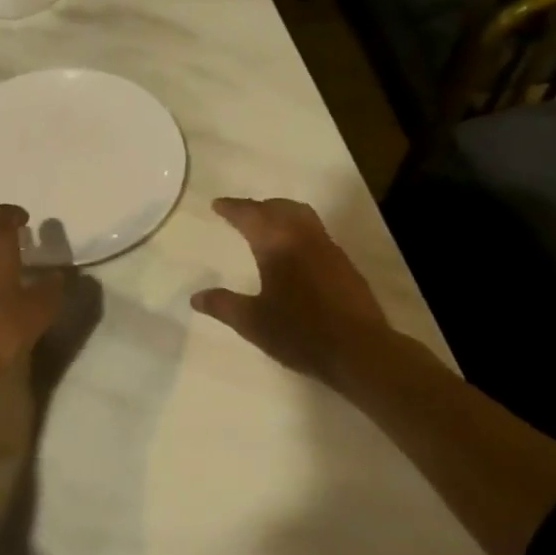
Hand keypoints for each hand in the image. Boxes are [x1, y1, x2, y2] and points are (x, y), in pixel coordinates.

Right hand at [192, 197, 391, 385]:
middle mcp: (303, 237)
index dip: (232, 208)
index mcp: (277, 244)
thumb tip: (196, 297)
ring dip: (281, 213)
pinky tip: (295, 252)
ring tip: (268, 226)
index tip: (218, 204)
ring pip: (302, 216)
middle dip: (258, 206)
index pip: (250, 215)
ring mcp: (328, 248)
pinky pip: (316, 232)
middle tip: (241, 213)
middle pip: (279, 208)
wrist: (359, 349)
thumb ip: (223, 305)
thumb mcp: (253, 323)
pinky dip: (298, 230)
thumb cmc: (300, 333)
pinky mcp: (344, 264)